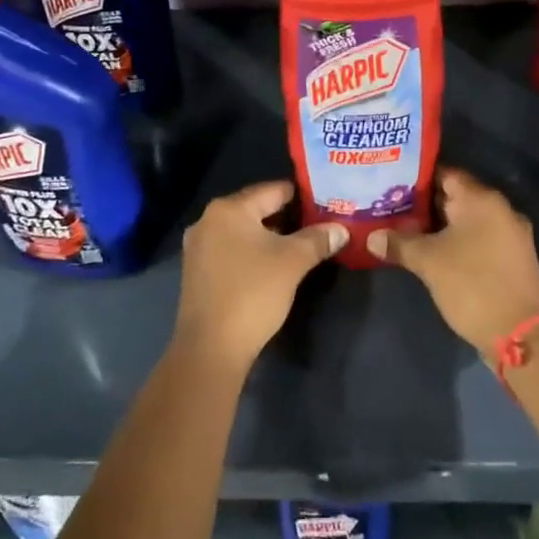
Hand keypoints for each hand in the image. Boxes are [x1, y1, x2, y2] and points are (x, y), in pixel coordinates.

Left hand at [174, 181, 343, 374]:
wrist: (211, 348)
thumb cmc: (253, 293)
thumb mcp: (293, 262)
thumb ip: (318, 239)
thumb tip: (341, 229)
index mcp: (229, 209)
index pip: (273, 190)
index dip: (302, 196)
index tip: (325, 203)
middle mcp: (208, 220)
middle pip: (256, 209)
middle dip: (287, 218)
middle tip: (318, 225)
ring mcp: (198, 247)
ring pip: (243, 231)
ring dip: (270, 237)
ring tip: (301, 246)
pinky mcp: (197, 271)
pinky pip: (231, 250)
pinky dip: (252, 253)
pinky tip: (272, 267)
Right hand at [371, 169, 538, 354]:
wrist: (520, 335)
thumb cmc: (471, 285)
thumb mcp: (428, 262)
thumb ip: (399, 243)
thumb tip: (371, 237)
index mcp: (482, 199)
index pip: (445, 174)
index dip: (417, 178)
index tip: (392, 185)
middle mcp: (501, 209)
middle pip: (456, 196)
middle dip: (425, 204)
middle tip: (392, 208)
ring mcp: (511, 234)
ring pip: (468, 220)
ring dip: (441, 225)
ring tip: (406, 230)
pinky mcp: (513, 258)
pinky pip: (480, 238)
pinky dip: (458, 241)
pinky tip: (435, 252)